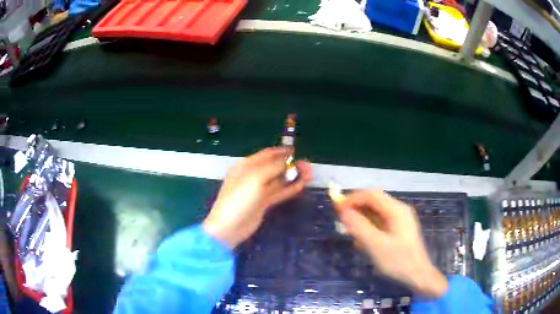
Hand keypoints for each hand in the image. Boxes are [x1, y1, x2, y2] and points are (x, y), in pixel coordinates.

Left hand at [204, 147, 311, 248]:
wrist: (229, 227)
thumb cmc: (239, 199)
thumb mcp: (256, 178)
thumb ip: (274, 167)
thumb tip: (289, 159)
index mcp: (247, 166)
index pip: (267, 154)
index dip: (282, 152)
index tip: (297, 152)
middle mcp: (253, 176)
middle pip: (275, 167)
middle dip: (291, 165)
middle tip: (308, 167)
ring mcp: (258, 190)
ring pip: (279, 180)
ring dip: (293, 177)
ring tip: (309, 175)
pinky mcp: (263, 203)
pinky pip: (278, 192)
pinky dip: (290, 188)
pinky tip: (301, 185)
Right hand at [334, 190, 447, 298]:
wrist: (417, 274)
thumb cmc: (398, 260)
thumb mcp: (376, 245)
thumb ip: (359, 227)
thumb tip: (343, 211)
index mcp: (396, 210)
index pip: (371, 195)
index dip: (352, 199)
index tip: (337, 208)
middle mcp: (398, 210)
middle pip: (373, 202)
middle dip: (356, 210)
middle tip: (342, 222)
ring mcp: (399, 219)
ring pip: (376, 213)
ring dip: (361, 220)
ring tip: (351, 234)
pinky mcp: (398, 229)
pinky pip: (380, 223)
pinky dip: (369, 228)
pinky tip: (363, 242)